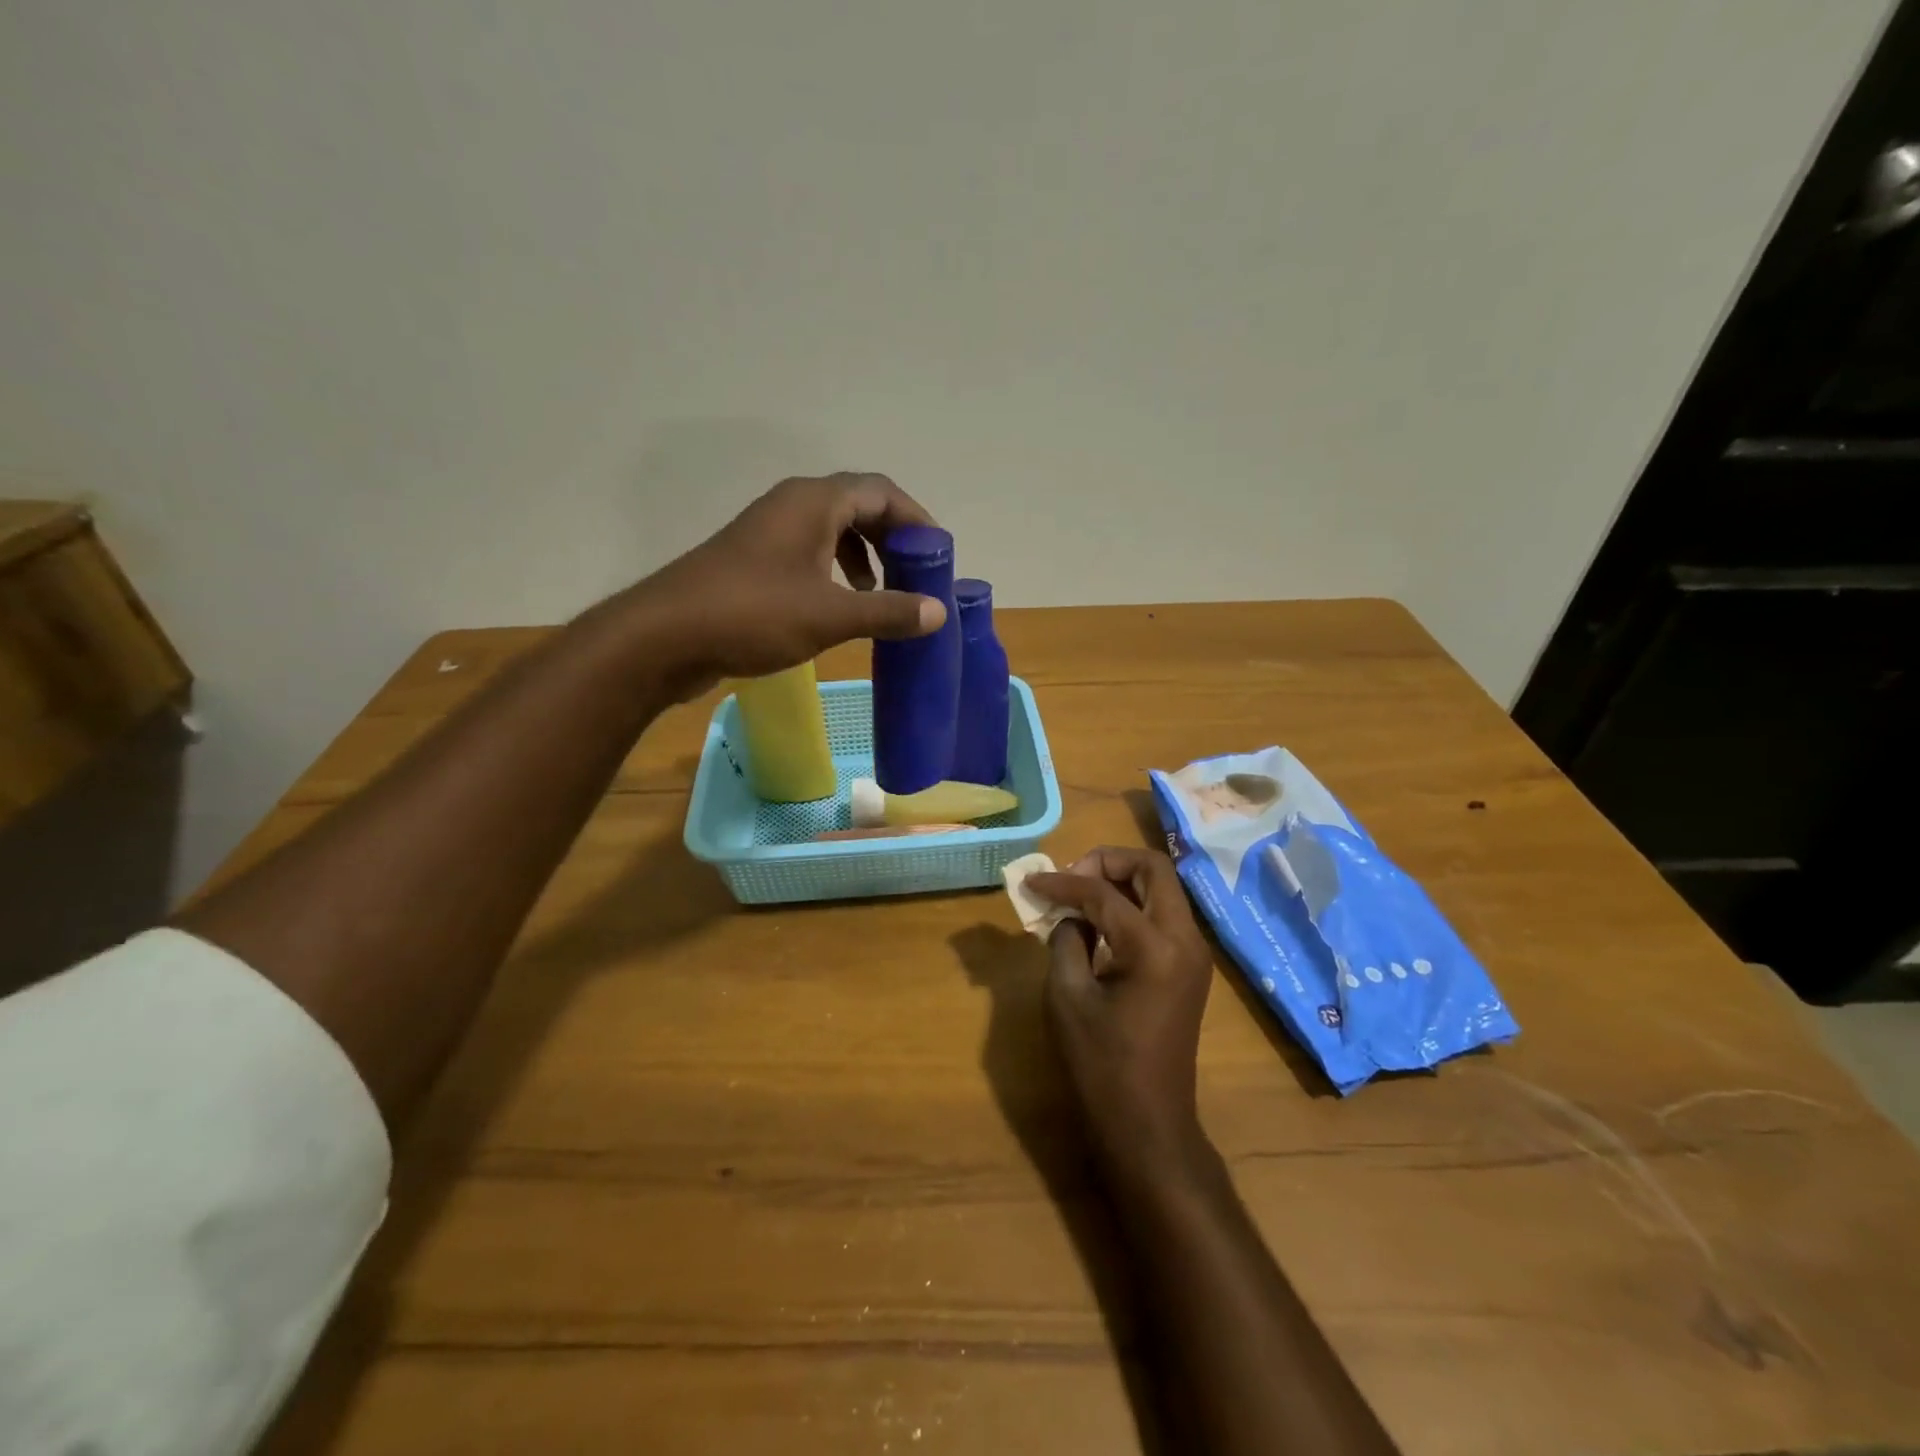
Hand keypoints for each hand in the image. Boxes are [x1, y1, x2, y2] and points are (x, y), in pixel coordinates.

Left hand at [633, 473, 944, 698]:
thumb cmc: (753, 614)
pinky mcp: (754, 561)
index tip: (938, 555)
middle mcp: (792, 506)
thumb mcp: (830, 616)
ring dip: (864, 556)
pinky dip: (836, 571)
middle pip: (859, 506)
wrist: (665, 636)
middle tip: (917, 576)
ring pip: (832, 530)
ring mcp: (769, 532)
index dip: (917, 519)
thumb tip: (938, 612)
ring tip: (883, 593)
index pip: (881, 491)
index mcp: (814, 502)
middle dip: (893, 539)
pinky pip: (809, 552)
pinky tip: (841, 605)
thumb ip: (888, 611)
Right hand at [1027, 847, 1214, 1181]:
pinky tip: (1099, 923)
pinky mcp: (1191, 967)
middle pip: (1153, 868)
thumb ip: (1065, 939)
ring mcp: (1194, 953)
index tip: (1031, 882)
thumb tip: (1070, 914)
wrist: (1149, 1125)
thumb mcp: (1067, 996)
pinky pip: (1163, 914)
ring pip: (1162, 888)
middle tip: (1070, 879)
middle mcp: (1185, 939)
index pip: (1104, 893)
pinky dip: (1132, 905)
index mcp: (1154, 947)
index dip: (1063, 882)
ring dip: (1121, 881)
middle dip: (1107, 862)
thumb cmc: (1101, 1065)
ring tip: (1079, 897)